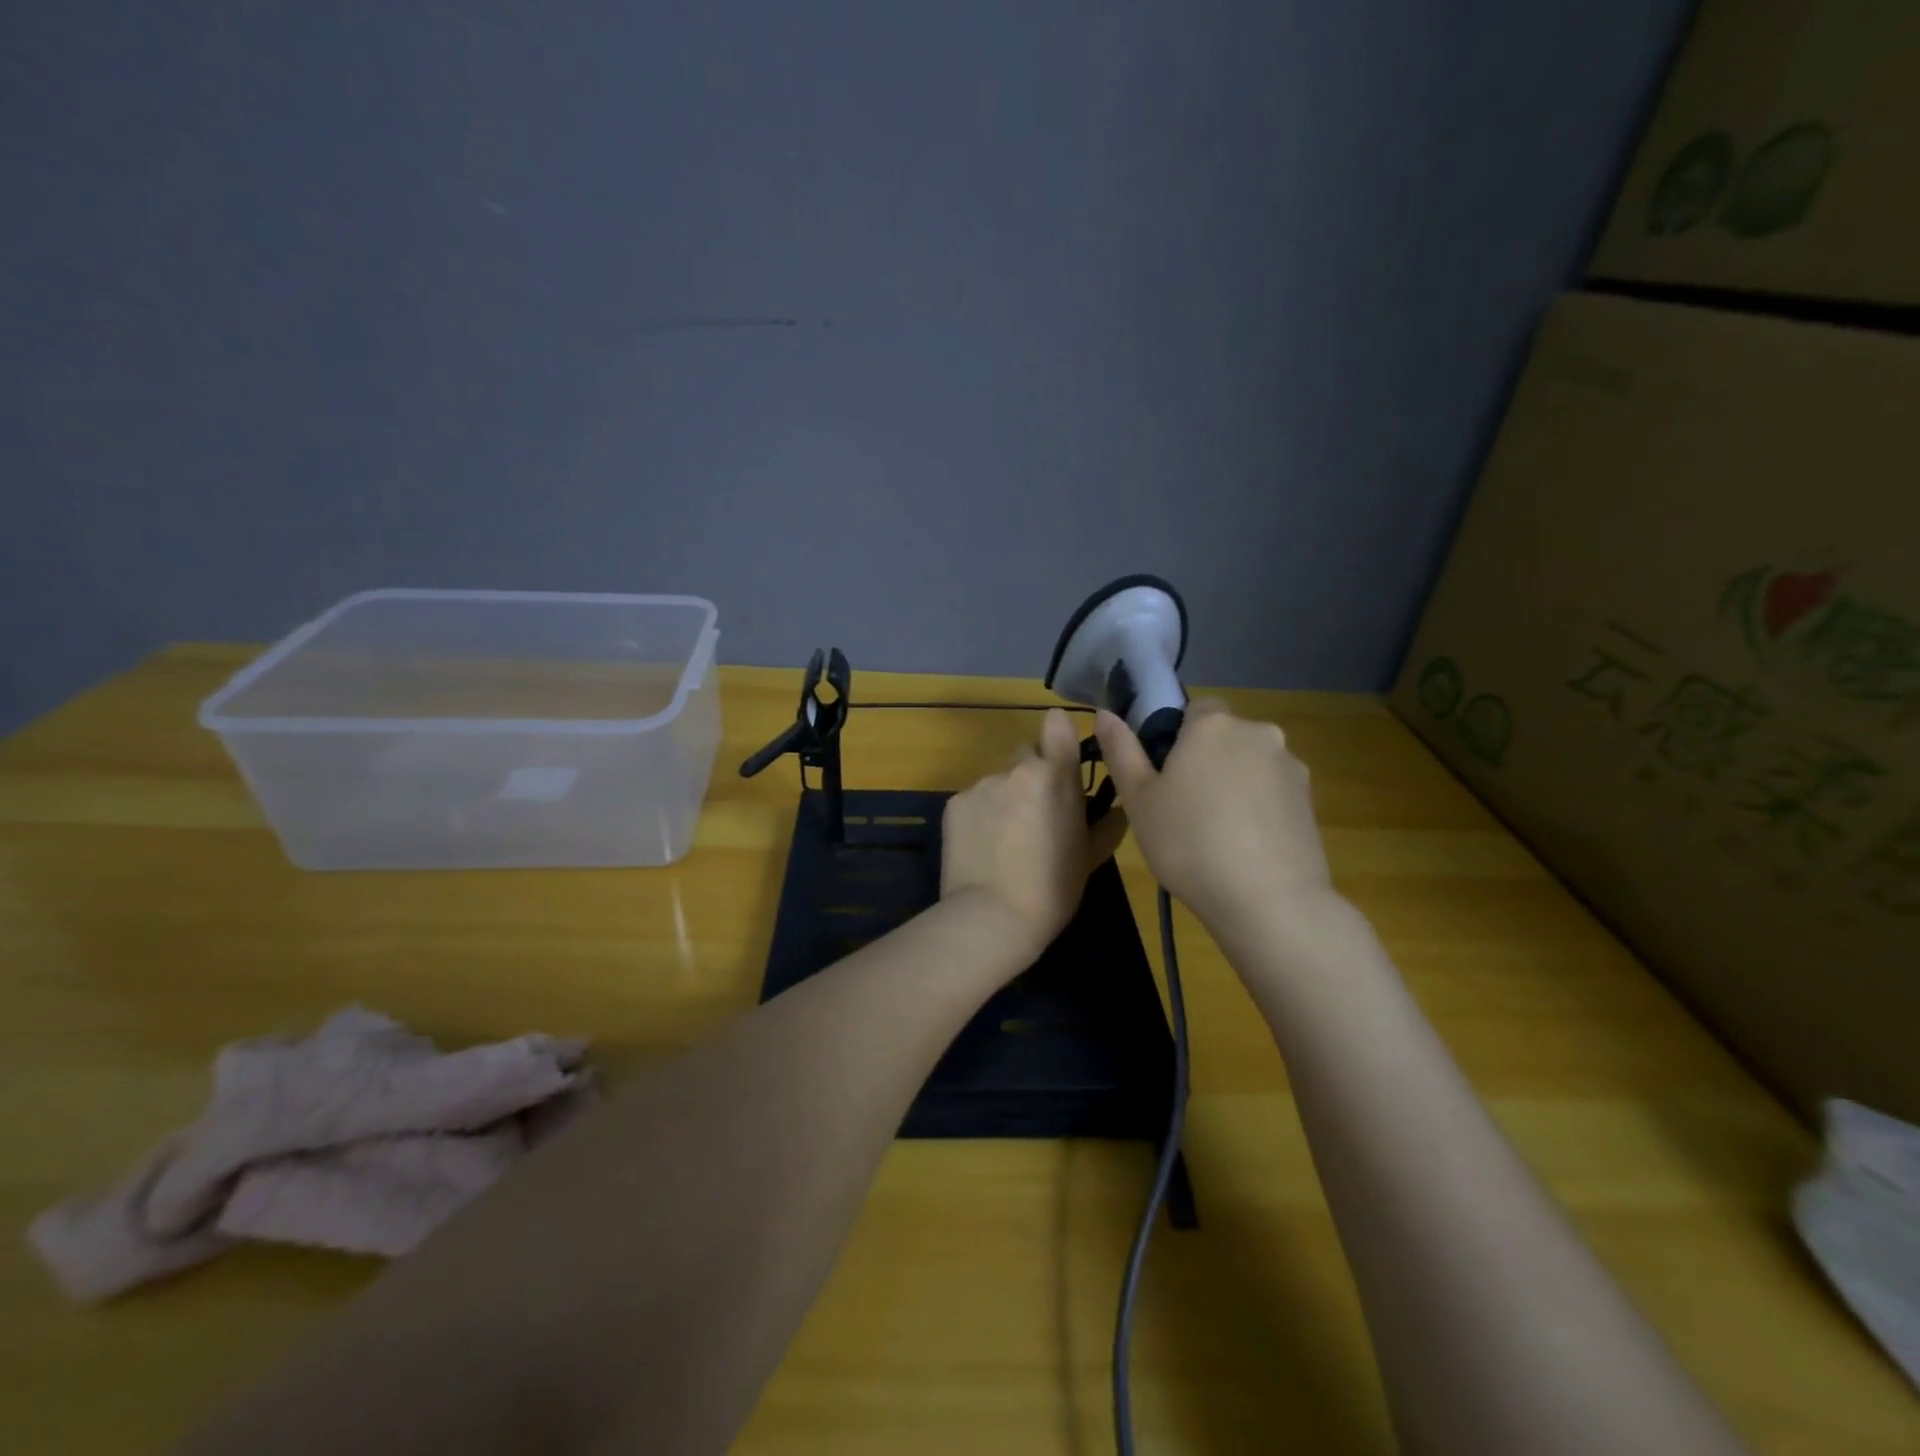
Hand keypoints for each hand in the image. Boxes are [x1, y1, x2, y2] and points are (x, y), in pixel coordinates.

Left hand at [940, 708, 1128, 961]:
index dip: (1058, 732)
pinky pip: (974, 800)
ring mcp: (981, 785)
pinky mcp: (954, 803)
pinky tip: (983, 848)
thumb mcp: (1090, 857)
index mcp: (1055, 777)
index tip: (1060, 748)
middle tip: (1036, 814)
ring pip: (998, 781)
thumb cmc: (1053, 889)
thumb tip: (1117, 810)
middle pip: (1026, 756)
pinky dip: (980, 816)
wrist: (992, 916)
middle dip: (1032, 775)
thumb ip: (1106, 824)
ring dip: (1005, 799)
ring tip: (1006, 840)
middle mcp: (1016, 770)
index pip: (1057, 725)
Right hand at [1093, 699, 1333, 928]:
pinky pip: (1273, 792)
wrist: (1269, 901)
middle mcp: (1258, 732)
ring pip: (1250, 764)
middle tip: (1182, 807)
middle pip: (1224, 737)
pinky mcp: (1310, 800)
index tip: (1163, 775)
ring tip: (1216, 833)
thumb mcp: (1138, 800)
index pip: (1195, 708)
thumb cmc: (1189, 843)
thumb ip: (1121, 751)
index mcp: (1212, 725)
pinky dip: (1258, 807)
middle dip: (1206, 760)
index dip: (1176, 737)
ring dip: (1234, 784)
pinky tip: (1245, 845)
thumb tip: (1104, 714)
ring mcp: (1290, 766)